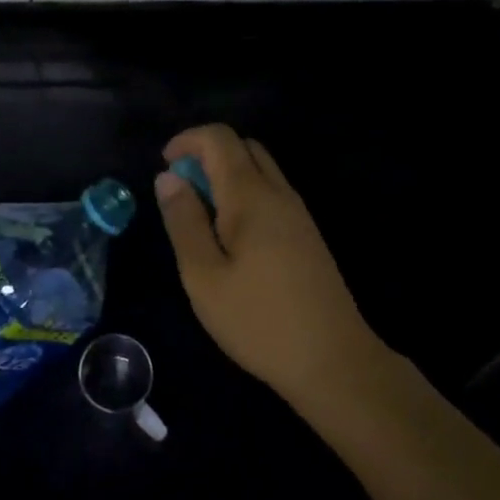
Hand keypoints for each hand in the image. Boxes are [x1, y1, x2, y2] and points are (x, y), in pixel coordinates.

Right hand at [155, 124, 379, 408]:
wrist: (334, 361)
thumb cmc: (259, 320)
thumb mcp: (203, 276)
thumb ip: (183, 221)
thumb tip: (168, 177)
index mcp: (250, 195)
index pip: (219, 138)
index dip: (187, 140)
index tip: (164, 167)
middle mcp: (278, 192)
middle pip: (243, 146)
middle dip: (206, 154)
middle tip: (181, 192)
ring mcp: (298, 212)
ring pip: (260, 168)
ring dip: (227, 174)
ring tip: (202, 216)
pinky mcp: (307, 234)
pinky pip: (271, 192)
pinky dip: (245, 193)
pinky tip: (232, 237)